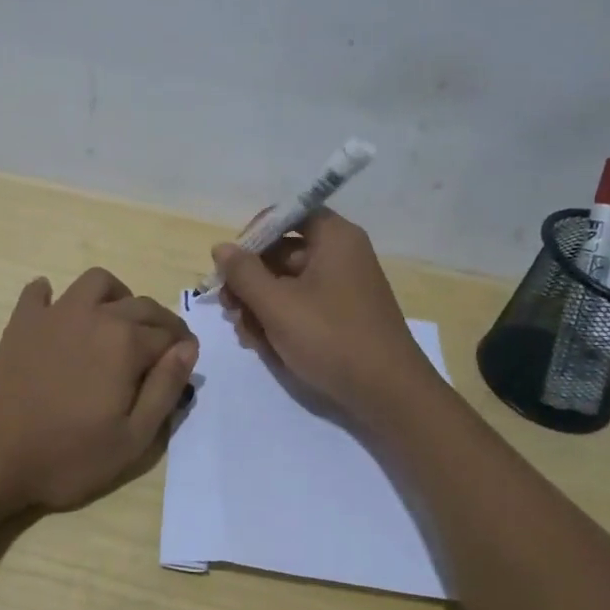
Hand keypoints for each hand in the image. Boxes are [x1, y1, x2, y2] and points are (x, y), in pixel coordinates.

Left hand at [0, 269, 197, 511]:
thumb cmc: (65, 455)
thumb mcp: (131, 439)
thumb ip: (165, 389)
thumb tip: (188, 349)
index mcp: (126, 343)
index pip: (169, 334)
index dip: (182, 348)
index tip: (184, 364)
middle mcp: (94, 316)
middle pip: (140, 304)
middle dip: (159, 322)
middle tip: (161, 348)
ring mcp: (54, 315)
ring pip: (95, 282)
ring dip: (115, 296)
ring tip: (116, 323)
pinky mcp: (20, 323)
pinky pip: (38, 293)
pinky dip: (51, 295)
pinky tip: (56, 314)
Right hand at [212, 210, 440, 425]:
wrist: (388, 394)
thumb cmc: (330, 338)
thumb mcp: (277, 305)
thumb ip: (243, 273)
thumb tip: (221, 247)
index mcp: (334, 238)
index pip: (287, 215)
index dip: (254, 234)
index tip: (231, 264)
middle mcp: (341, 255)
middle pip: (282, 252)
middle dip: (250, 281)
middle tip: (229, 308)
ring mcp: (343, 287)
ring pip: (287, 284)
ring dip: (260, 305)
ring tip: (247, 335)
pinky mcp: (342, 316)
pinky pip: (302, 306)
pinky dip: (280, 320)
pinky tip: (265, 345)